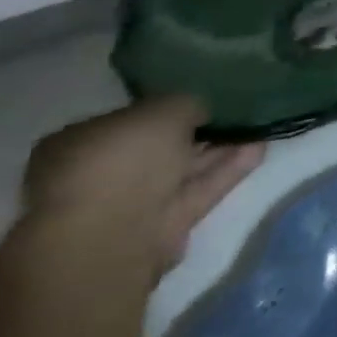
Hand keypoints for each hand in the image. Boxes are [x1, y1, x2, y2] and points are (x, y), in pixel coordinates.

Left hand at [21, 98, 262, 279]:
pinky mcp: (160, 230)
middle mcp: (99, 176)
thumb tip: (199, 112)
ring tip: (258, 128)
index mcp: (78, 144)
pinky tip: (258, 149)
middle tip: (236, 114)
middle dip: (196, 133)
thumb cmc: (122, 158)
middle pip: (157, 150)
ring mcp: (129, 206)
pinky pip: (198, 192)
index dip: (164, 110)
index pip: (126, 121)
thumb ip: (186, 105)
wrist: (111, 235)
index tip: (200, 101)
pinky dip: (226, 172)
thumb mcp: (164, 109)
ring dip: (219, 151)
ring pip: (181, 172)